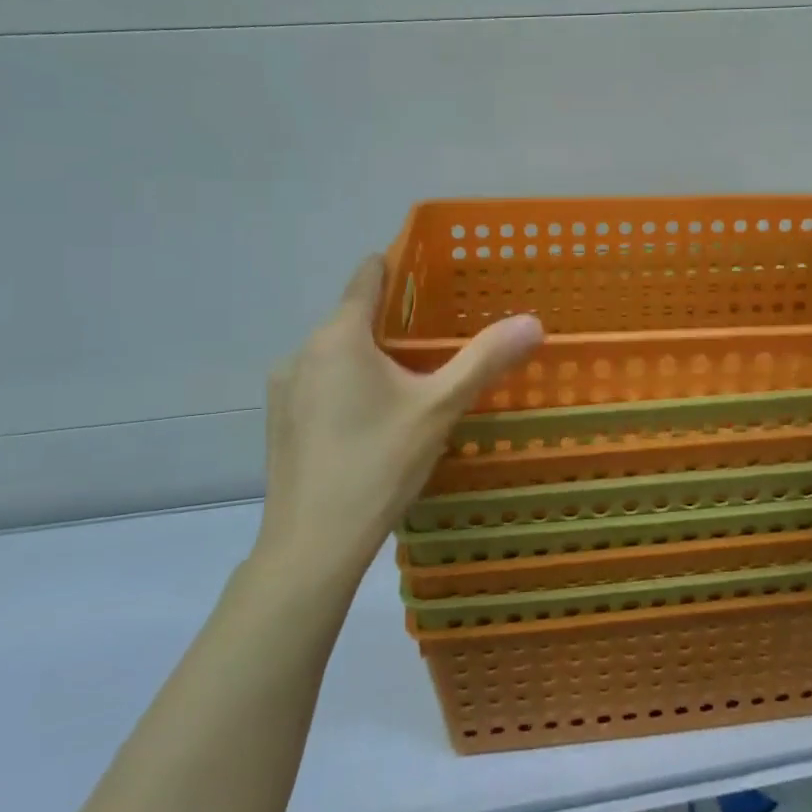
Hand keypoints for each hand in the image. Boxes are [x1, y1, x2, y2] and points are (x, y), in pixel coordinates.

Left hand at [253, 255, 543, 577]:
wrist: (311, 546)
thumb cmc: (378, 463)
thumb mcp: (439, 408)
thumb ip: (485, 360)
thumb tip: (532, 321)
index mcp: (338, 335)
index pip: (367, 275)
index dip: (399, 266)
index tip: (432, 274)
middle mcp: (302, 350)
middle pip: (354, 316)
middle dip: (394, 322)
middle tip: (439, 340)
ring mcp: (284, 387)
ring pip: (336, 353)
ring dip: (370, 357)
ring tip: (412, 382)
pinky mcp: (279, 420)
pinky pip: (320, 382)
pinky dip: (348, 385)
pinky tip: (373, 421)